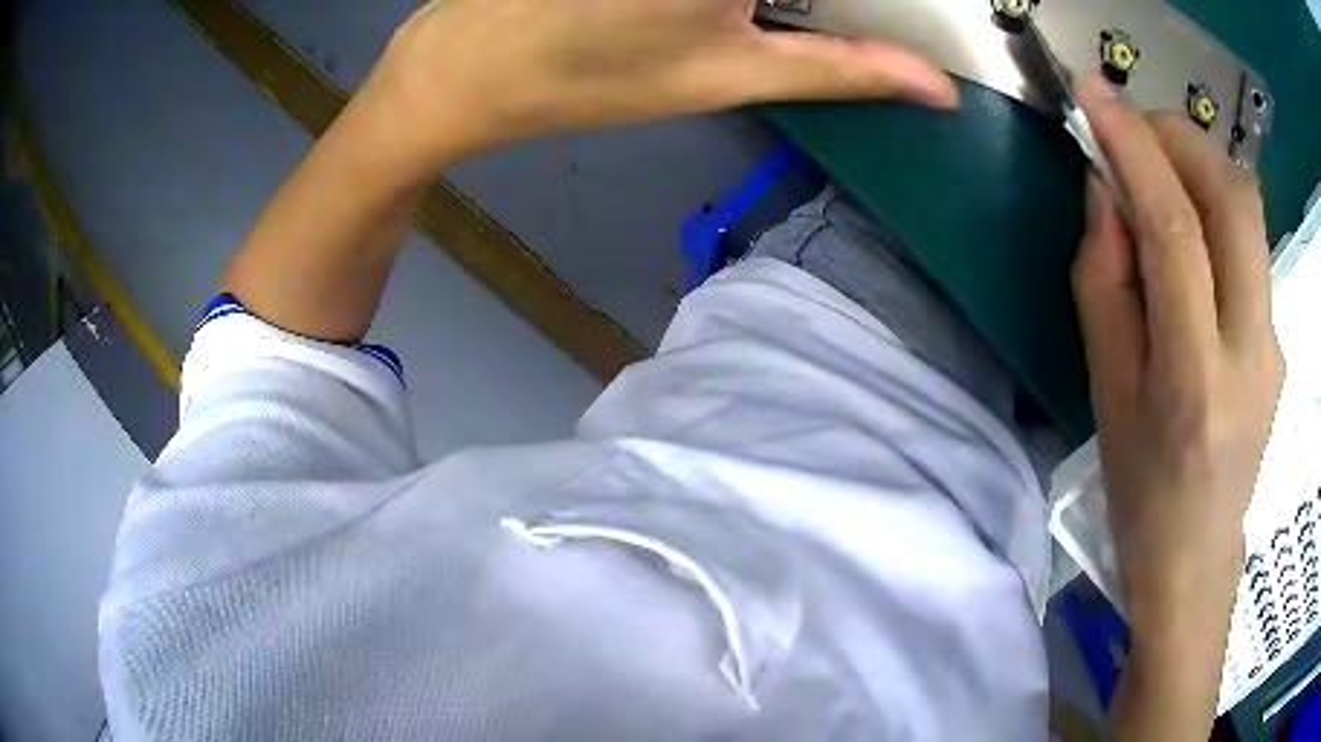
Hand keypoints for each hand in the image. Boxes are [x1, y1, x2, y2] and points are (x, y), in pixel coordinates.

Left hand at [367, 0, 956, 166]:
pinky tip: (717, 8)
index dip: (885, 6)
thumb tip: (935, 87)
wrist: (472, 62)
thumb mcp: (730, 74)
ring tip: (730, 20)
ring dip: (768, 3)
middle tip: (761, 23)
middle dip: (786, 5)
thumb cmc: (596, 75)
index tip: (799, 28)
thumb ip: (843, 66)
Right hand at [1074, 73, 1283, 736]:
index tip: (1093, 93)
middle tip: (1133, 127)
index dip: (1134, 146)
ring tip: (1159, 164)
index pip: (1176, 230)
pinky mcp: (1279, 336)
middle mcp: (1250, 348)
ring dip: (1201, 161)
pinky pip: (1250, 244)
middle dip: (1179, 136)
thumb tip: (1107, 192)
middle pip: (1233, 197)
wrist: (1195, 556)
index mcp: (1195, 377)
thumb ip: (1104, 281)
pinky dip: (1215, 205)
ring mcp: (1273, 340)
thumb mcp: (1107, 391)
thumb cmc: (1141, 489)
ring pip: (1249, 210)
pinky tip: (1191, 226)